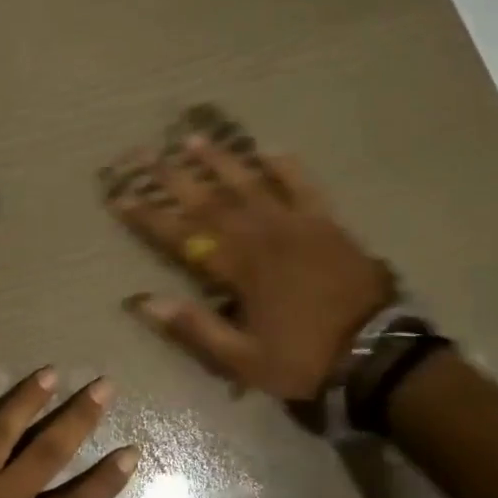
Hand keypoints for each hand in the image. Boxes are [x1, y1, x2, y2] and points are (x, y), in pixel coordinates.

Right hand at [106, 134, 390, 399]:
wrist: (377, 353)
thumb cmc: (304, 358)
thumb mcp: (244, 359)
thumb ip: (195, 327)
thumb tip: (144, 301)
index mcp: (239, 268)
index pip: (182, 236)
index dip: (149, 216)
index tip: (121, 197)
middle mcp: (261, 236)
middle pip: (209, 200)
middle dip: (173, 177)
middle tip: (145, 153)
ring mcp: (296, 224)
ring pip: (250, 183)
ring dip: (219, 160)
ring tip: (192, 138)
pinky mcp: (326, 222)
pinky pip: (303, 186)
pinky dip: (286, 167)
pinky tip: (270, 149)